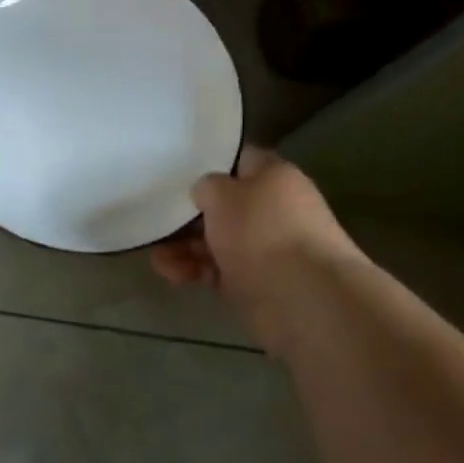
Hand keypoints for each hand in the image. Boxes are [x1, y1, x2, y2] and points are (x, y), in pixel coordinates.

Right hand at [150, 148, 362, 351]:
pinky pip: (222, 272)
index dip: (211, 164)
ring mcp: (269, 250)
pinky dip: (198, 272)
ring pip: (220, 241)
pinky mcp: (261, 286)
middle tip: (159, 222)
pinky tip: (173, 275)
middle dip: (191, 215)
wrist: (306, 302)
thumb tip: (207, 193)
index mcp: (275, 177)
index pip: (241, 160)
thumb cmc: (262, 232)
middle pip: (227, 206)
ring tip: (157, 257)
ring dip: (187, 248)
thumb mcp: (222, 194)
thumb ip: (207, 187)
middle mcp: (276, 209)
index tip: (179, 174)